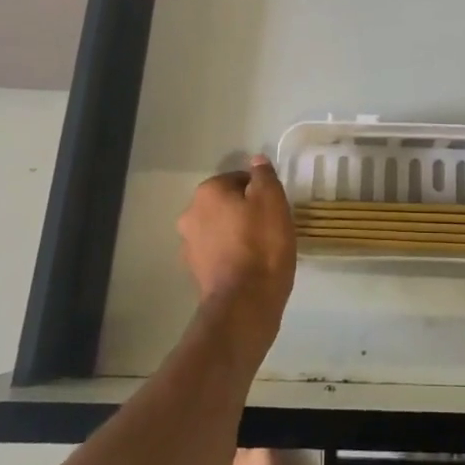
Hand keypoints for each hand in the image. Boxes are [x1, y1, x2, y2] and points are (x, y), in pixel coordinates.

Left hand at [178, 155, 296, 363]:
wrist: (245, 303)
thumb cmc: (262, 243)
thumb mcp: (272, 199)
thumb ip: (263, 175)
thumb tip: (256, 161)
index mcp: (207, 192)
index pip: (239, 179)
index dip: (260, 191)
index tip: (274, 207)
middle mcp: (190, 214)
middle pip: (226, 203)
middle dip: (245, 211)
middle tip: (270, 226)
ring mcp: (189, 246)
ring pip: (220, 228)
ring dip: (236, 233)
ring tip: (262, 249)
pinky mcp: (195, 272)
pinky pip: (218, 253)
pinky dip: (231, 255)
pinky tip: (250, 267)